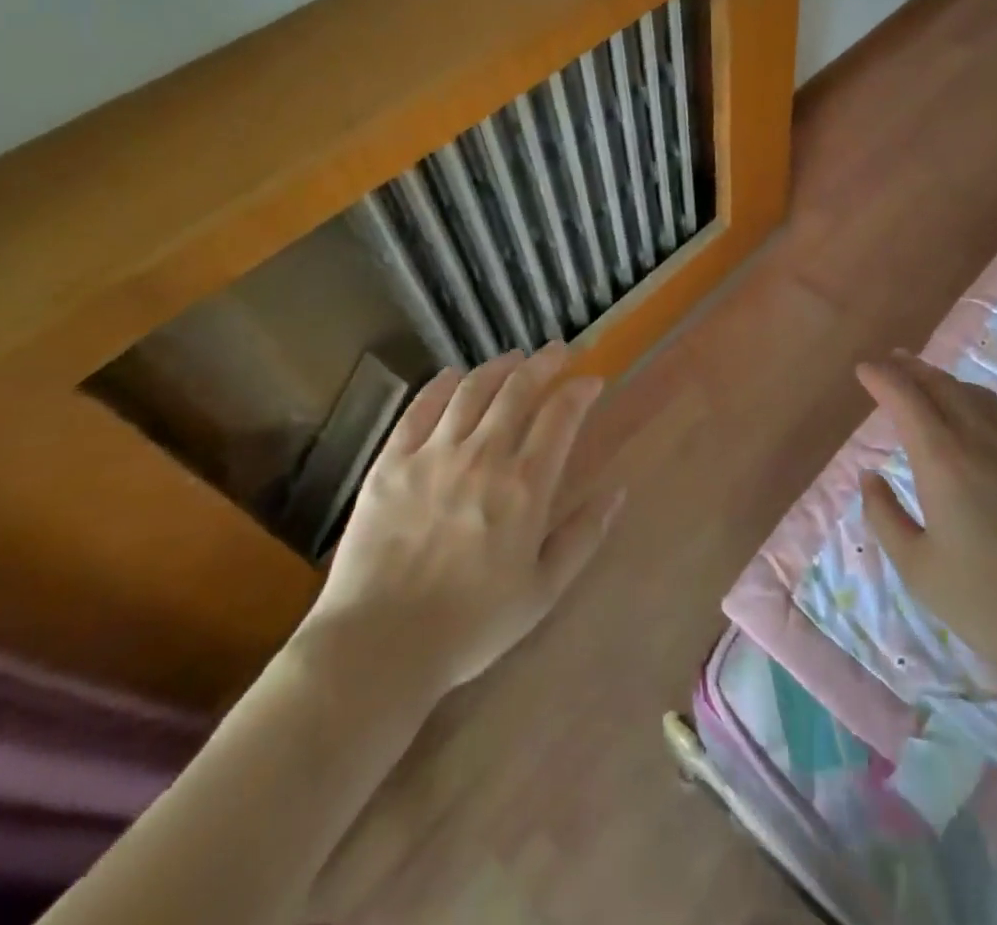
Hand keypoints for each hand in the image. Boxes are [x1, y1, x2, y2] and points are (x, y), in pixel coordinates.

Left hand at [305, 344, 622, 694]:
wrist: (378, 646)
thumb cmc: (471, 625)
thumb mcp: (543, 591)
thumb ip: (584, 537)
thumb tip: (618, 492)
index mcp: (525, 487)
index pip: (560, 415)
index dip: (580, 390)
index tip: (591, 380)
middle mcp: (483, 456)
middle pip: (519, 388)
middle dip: (545, 362)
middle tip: (559, 350)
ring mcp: (433, 454)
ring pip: (472, 389)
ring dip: (499, 366)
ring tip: (514, 358)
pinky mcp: (391, 461)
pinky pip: (421, 407)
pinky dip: (442, 384)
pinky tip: (454, 376)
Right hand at [857, 352, 996, 695]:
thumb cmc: (984, 604)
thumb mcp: (916, 567)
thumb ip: (884, 515)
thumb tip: (870, 476)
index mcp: (943, 462)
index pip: (906, 399)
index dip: (881, 378)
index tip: (863, 369)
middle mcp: (982, 443)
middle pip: (943, 386)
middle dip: (912, 368)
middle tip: (890, 362)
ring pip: (978, 397)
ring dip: (946, 382)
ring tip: (928, 382)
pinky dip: (978, 405)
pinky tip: (975, 422)